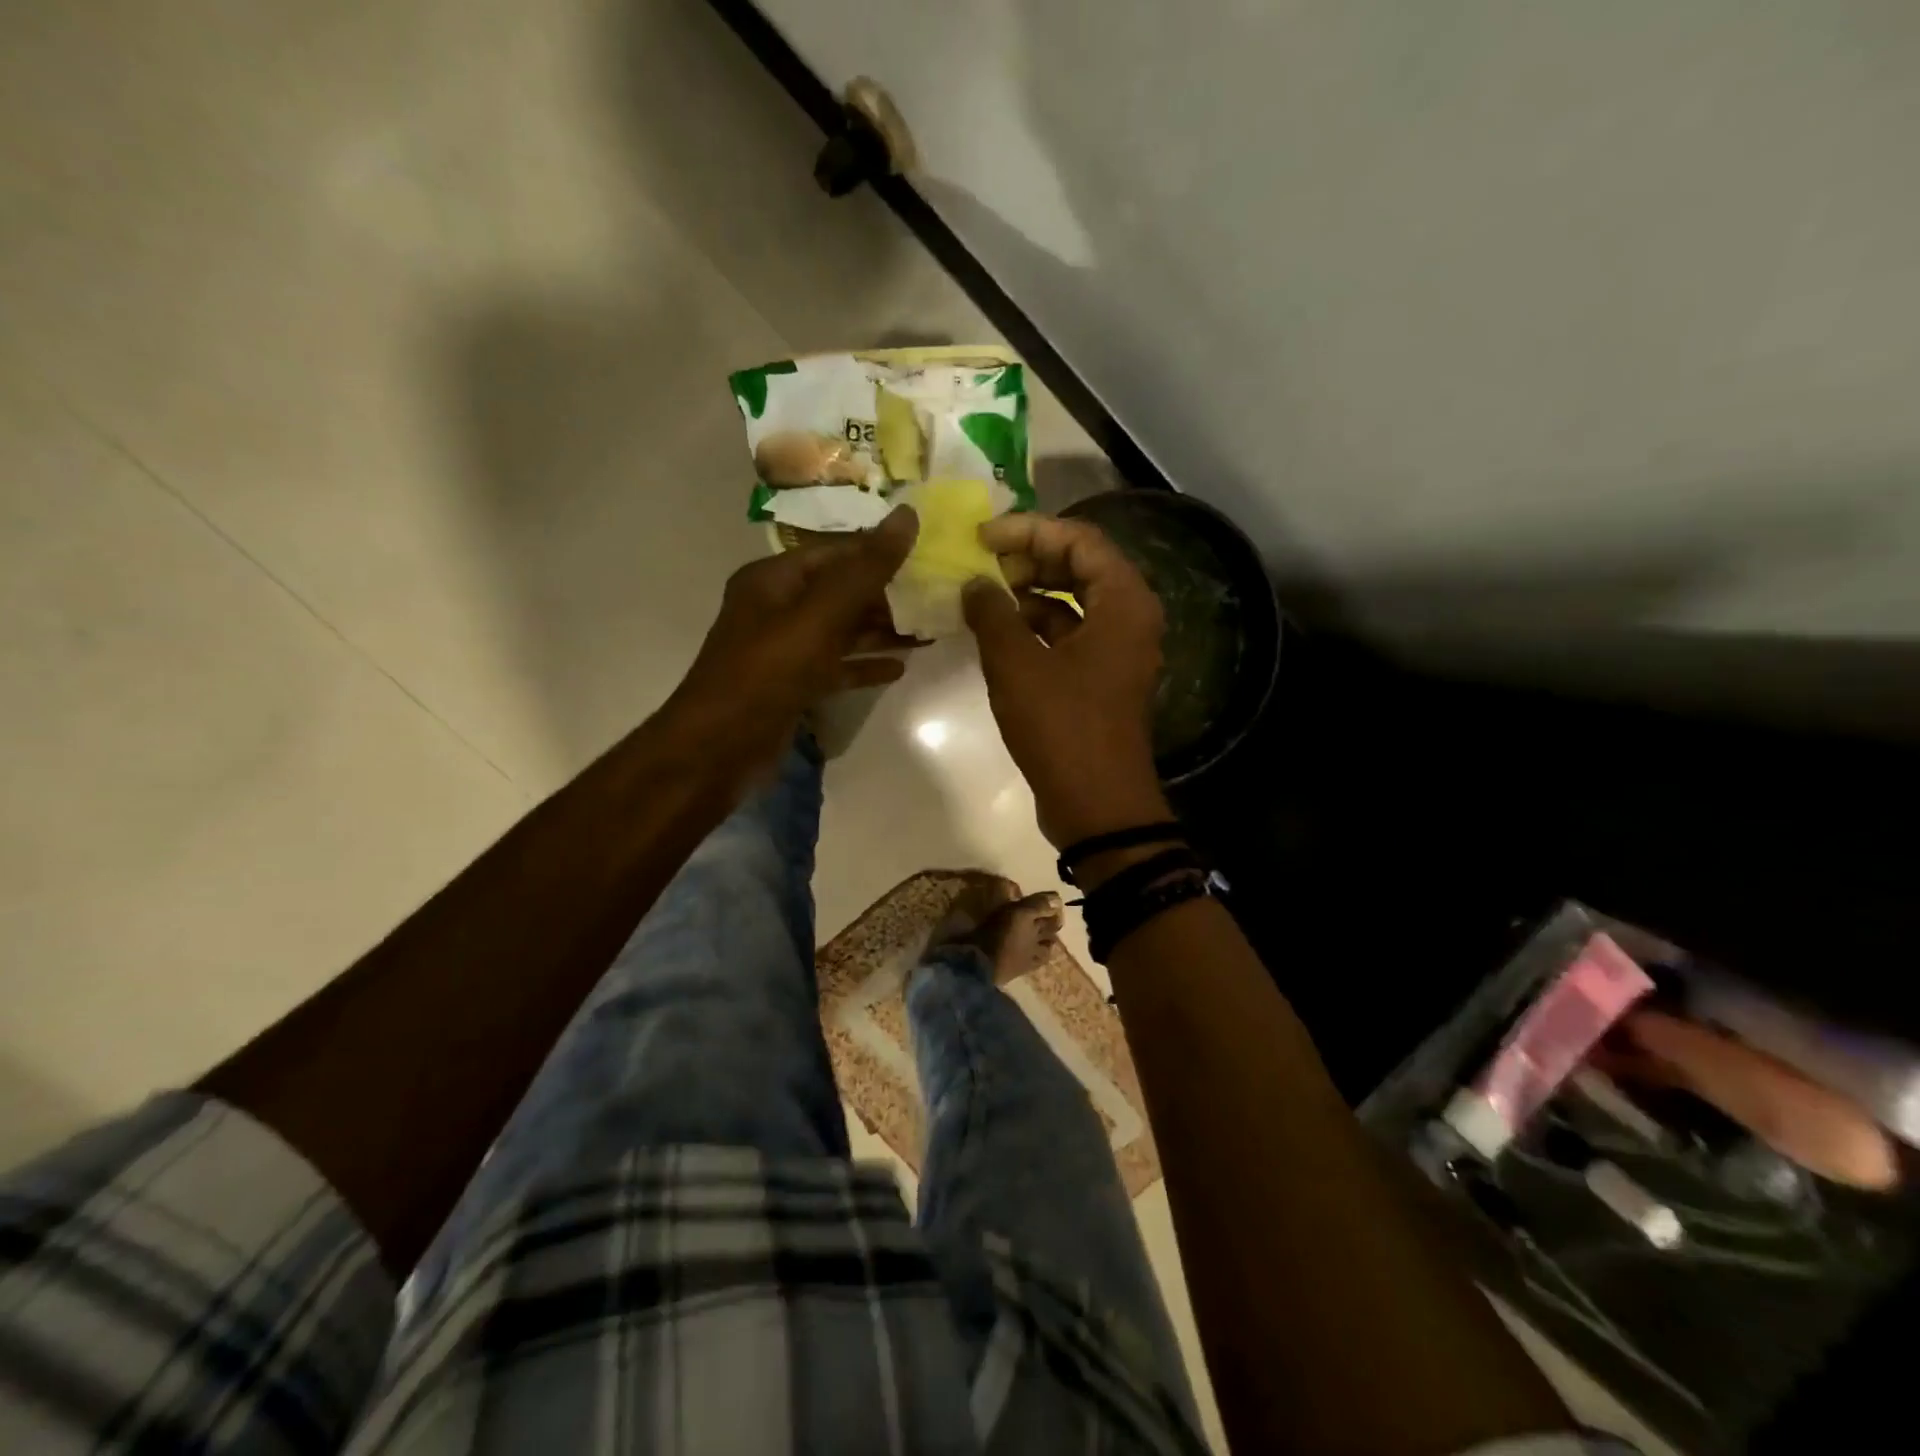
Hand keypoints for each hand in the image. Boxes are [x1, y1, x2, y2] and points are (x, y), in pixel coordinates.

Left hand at [666, 508, 919, 778]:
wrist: (719, 747)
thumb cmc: (768, 671)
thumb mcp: (820, 615)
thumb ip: (865, 569)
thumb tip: (907, 516)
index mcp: (775, 578)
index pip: (837, 551)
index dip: (880, 548)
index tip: (928, 552)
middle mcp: (778, 607)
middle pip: (841, 590)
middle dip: (888, 593)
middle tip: (937, 595)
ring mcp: (785, 649)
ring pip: (842, 630)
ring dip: (882, 630)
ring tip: (930, 630)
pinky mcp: (793, 685)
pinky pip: (836, 666)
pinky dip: (865, 665)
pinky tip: (900, 668)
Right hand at [963, 513, 1170, 846]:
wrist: (1097, 805)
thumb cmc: (1062, 727)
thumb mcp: (1017, 666)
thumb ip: (992, 614)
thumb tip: (975, 584)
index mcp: (1123, 602)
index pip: (1079, 539)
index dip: (1028, 530)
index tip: (982, 538)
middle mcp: (1129, 617)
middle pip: (1079, 566)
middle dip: (1028, 559)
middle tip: (982, 566)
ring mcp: (1117, 650)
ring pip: (1073, 602)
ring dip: (1029, 594)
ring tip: (982, 596)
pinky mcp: (1101, 678)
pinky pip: (1069, 634)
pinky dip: (1036, 627)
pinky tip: (998, 632)